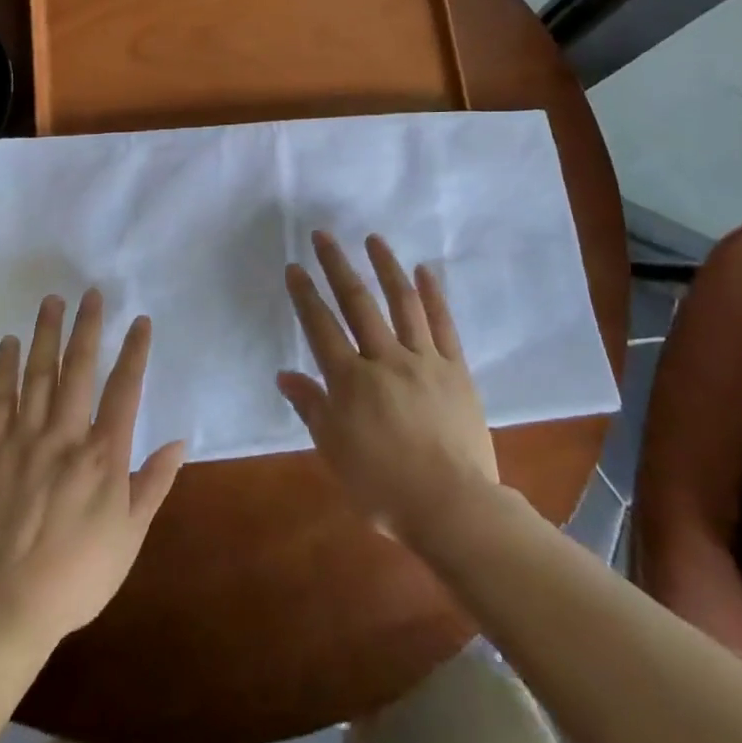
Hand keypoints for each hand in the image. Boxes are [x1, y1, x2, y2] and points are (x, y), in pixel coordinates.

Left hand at [0, 290, 185, 645]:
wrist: (5, 608)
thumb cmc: (77, 575)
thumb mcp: (130, 536)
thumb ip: (154, 484)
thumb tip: (179, 441)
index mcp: (104, 454)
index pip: (124, 389)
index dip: (134, 351)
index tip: (140, 321)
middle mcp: (65, 435)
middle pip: (78, 369)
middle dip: (87, 327)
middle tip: (91, 293)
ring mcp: (23, 440)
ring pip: (37, 374)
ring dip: (46, 334)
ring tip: (51, 301)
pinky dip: (4, 368)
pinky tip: (9, 343)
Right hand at [278, 232, 499, 543]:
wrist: (451, 506)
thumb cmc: (383, 488)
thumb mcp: (335, 452)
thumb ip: (312, 408)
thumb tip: (286, 374)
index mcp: (352, 382)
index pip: (321, 328)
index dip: (306, 295)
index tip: (295, 267)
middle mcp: (385, 360)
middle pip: (358, 304)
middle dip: (337, 266)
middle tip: (324, 236)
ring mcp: (424, 360)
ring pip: (402, 303)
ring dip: (386, 267)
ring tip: (374, 239)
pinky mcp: (455, 368)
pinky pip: (443, 324)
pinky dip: (433, 295)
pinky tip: (424, 271)